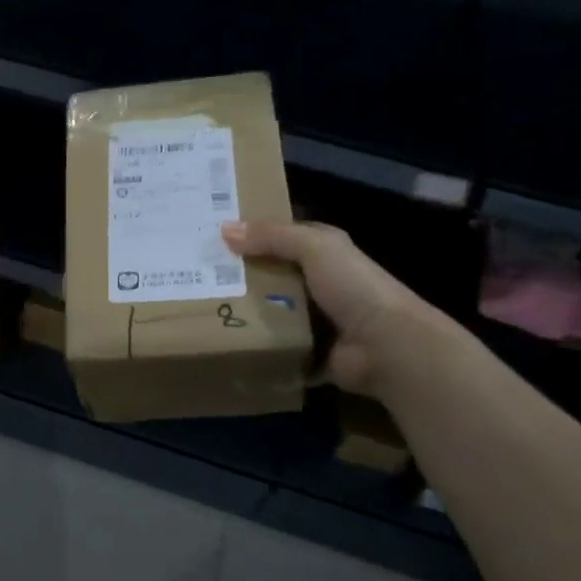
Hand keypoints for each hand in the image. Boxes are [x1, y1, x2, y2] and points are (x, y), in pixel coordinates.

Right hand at [221, 219, 443, 394]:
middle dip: (238, 276)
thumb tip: (224, 229)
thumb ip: (272, 236)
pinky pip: (274, 346)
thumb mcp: (314, 247)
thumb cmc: (353, 287)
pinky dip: (255, 347)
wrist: (386, 345)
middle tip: (194, 277)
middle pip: (269, 275)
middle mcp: (319, 283)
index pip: (279, 238)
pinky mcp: (308, 351)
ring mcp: (314, 320)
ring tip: (200, 310)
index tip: (210, 237)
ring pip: (268, 311)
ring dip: (243, 313)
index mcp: (324, 253)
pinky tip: (224, 342)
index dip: (249, 235)